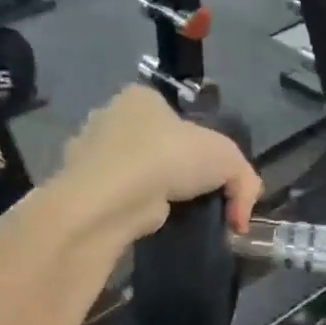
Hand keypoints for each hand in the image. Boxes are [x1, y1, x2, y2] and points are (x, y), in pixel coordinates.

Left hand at [53, 87, 262, 248]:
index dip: (197, 145)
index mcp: (141, 98)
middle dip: (174, 171)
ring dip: (152, 193)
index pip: (174, 117)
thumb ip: (245, 182)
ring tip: (173, 217)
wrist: (113, 197)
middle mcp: (109, 118)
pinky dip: (132, 211)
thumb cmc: (169, 157)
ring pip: (133, 174)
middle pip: (153, 145)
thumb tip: (240, 220)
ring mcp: (88, 154)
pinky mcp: (80, 188)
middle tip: (196, 199)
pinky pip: (117, 198)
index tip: (210, 175)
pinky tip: (148, 226)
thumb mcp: (229, 159)